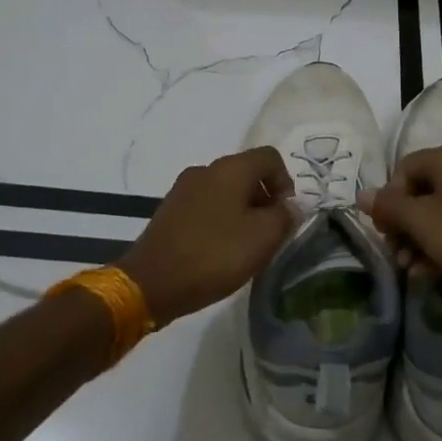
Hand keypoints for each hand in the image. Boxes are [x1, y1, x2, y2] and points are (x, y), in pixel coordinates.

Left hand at [117, 147, 297, 326]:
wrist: (151, 283)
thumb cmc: (214, 255)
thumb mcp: (263, 238)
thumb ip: (285, 216)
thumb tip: (290, 206)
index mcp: (230, 168)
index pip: (270, 157)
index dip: (286, 182)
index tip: (285, 215)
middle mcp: (205, 170)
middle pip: (247, 173)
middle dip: (264, 199)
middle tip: (269, 234)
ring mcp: (183, 189)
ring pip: (225, 191)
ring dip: (243, 212)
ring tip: (245, 246)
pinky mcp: (170, 210)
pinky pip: (206, 206)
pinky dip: (220, 220)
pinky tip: (219, 250)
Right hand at [359, 144, 441, 323]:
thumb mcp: (422, 223)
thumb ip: (389, 206)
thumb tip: (361, 194)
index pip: (405, 167)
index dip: (388, 197)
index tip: (383, 229)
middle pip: (422, 191)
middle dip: (403, 224)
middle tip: (395, 252)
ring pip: (441, 213)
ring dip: (419, 240)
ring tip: (411, 269)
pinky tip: (432, 273)